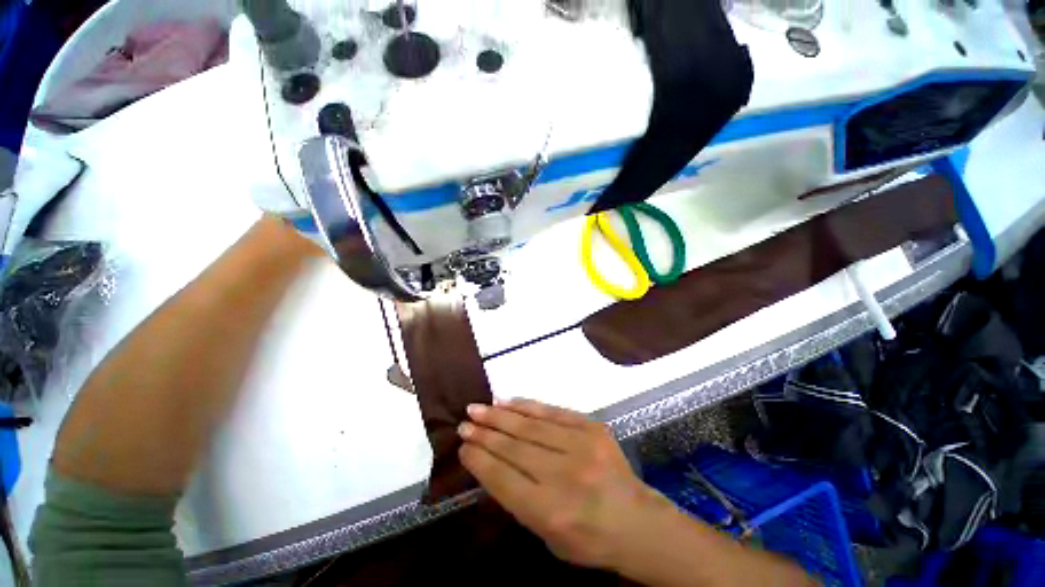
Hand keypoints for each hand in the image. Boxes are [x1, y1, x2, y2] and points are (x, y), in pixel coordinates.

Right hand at [457, 399, 666, 568]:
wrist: (637, 522)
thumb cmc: (589, 540)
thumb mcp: (547, 537)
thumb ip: (518, 500)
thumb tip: (491, 462)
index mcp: (551, 512)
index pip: (503, 478)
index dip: (479, 459)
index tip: (462, 446)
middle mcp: (564, 476)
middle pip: (514, 448)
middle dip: (485, 433)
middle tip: (464, 422)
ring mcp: (581, 446)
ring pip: (530, 426)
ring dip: (500, 415)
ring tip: (478, 408)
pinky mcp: (592, 427)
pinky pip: (553, 411)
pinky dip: (527, 405)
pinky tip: (508, 401)